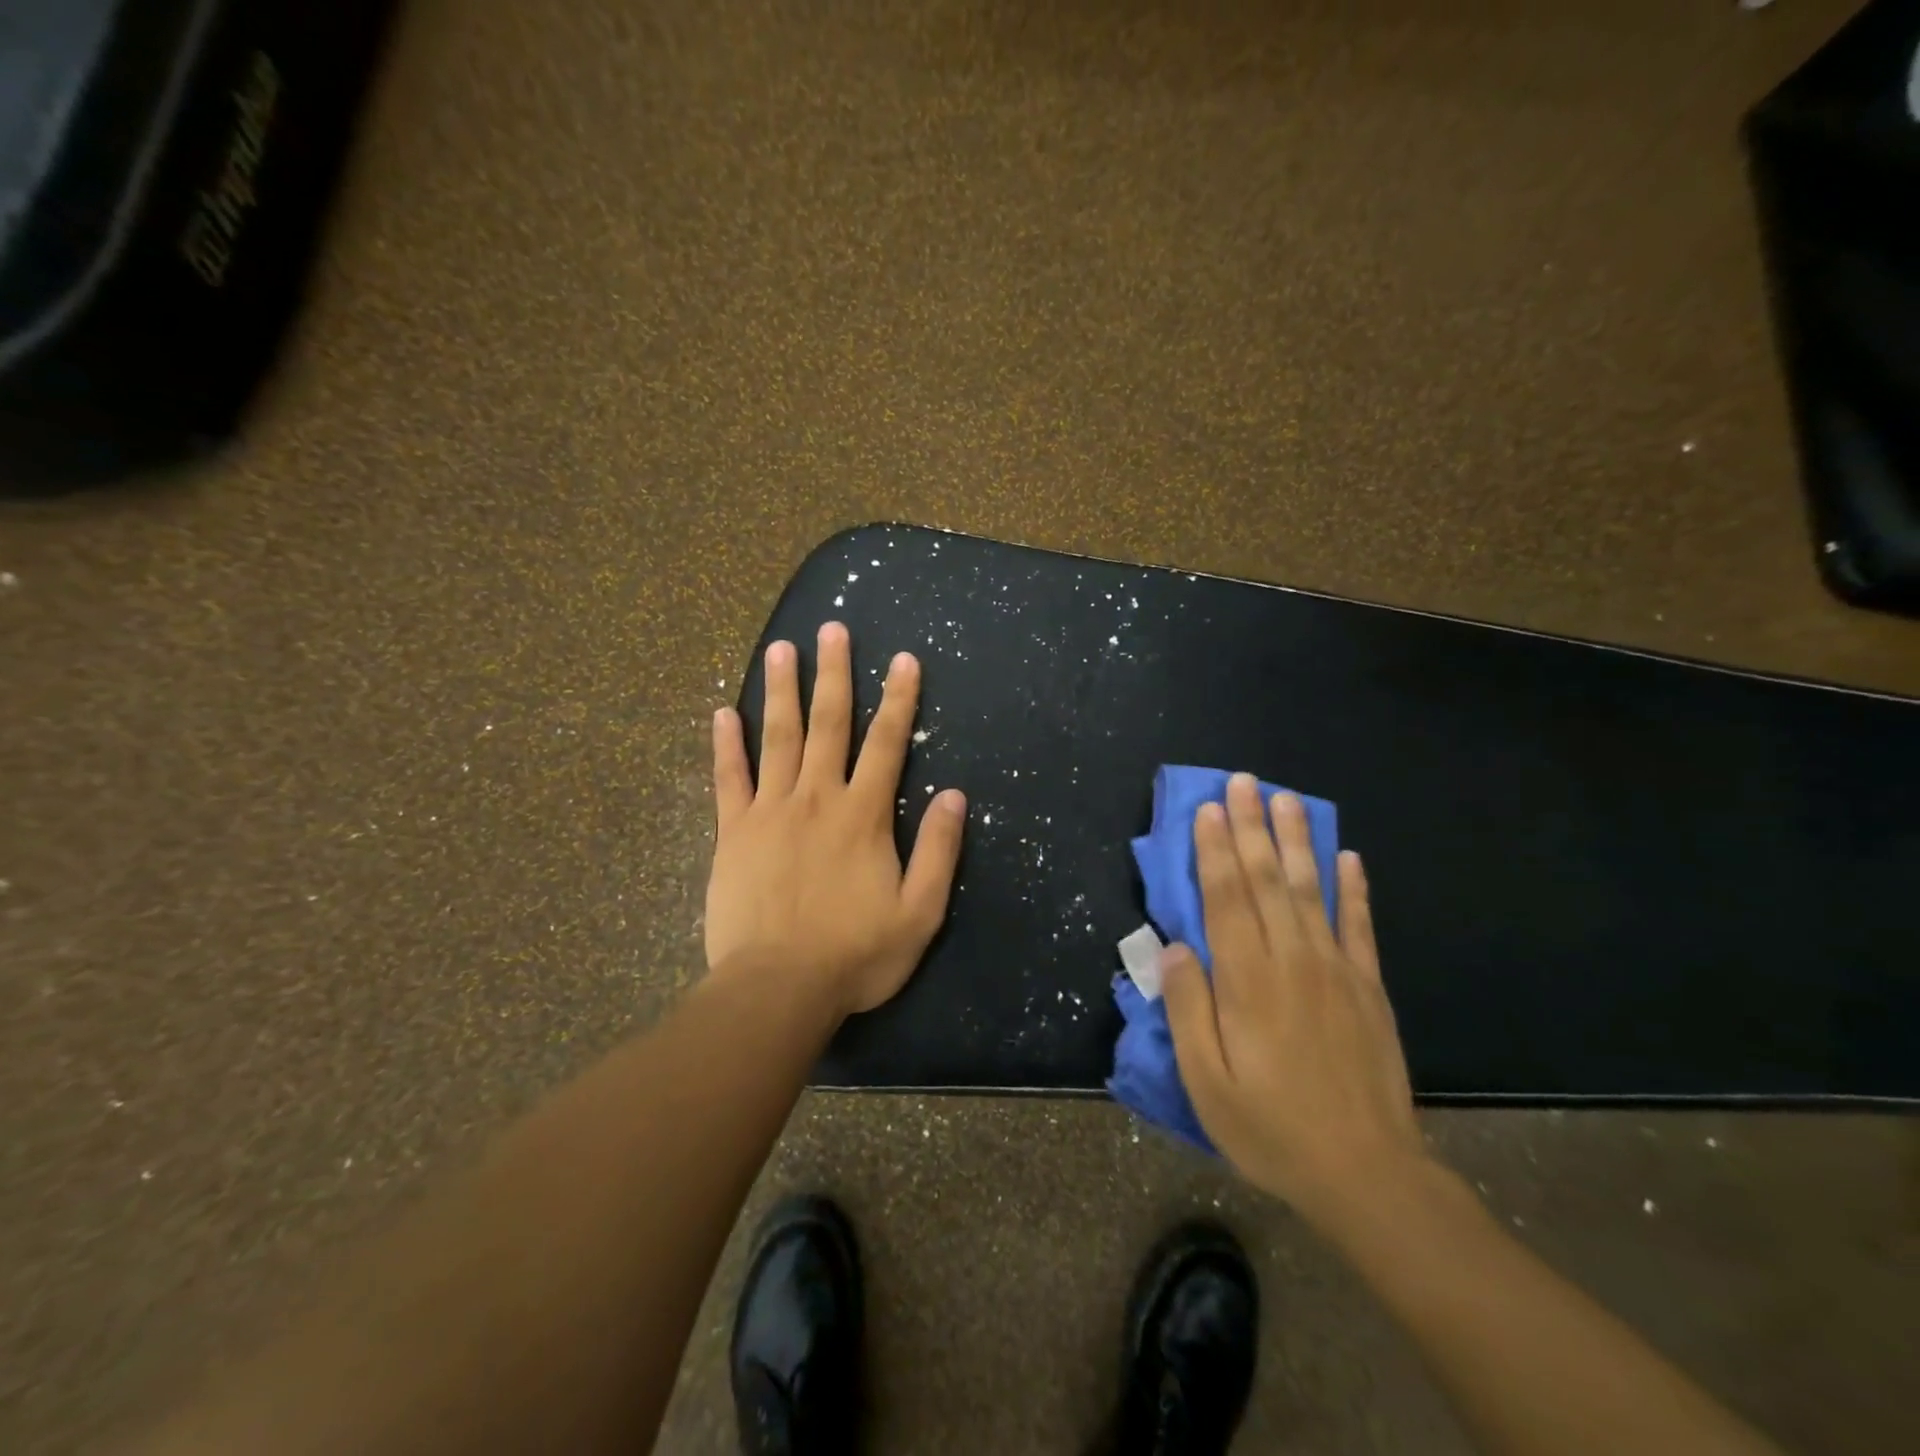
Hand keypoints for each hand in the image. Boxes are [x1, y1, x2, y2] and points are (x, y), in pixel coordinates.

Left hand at [705, 622, 966, 1017]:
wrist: (778, 988)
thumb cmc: (856, 954)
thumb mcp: (919, 912)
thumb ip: (939, 851)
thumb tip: (955, 796)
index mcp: (863, 815)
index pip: (887, 743)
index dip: (898, 699)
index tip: (903, 659)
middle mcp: (817, 798)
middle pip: (828, 724)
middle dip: (834, 674)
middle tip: (832, 629)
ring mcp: (770, 811)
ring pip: (777, 738)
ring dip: (781, 691)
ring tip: (781, 649)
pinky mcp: (734, 833)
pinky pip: (729, 779)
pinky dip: (726, 745)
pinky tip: (723, 713)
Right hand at [1162, 773, 1426, 1231]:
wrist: (1368, 1174)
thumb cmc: (1271, 1129)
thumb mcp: (1207, 1081)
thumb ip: (1188, 1009)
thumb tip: (1175, 947)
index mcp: (1248, 981)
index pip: (1226, 898)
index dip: (1215, 850)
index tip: (1209, 808)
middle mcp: (1292, 961)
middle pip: (1266, 881)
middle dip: (1252, 827)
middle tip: (1244, 781)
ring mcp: (1336, 970)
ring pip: (1310, 890)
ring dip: (1296, 841)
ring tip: (1287, 799)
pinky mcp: (1368, 987)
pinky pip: (1358, 925)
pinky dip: (1352, 888)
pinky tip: (1347, 858)